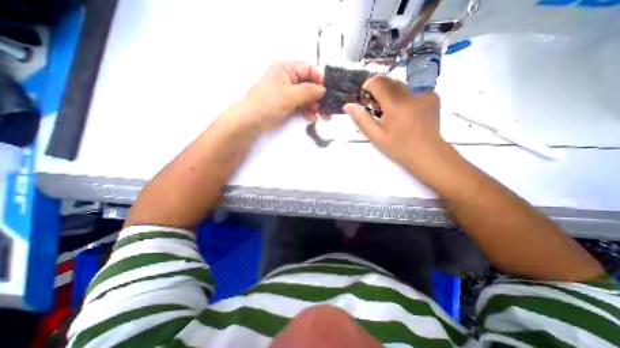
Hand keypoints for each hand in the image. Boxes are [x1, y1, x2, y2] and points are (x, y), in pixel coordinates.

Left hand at [233, 60, 325, 131]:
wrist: (251, 122)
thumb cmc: (267, 104)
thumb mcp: (289, 95)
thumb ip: (308, 91)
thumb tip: (323, 89)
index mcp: (286, 69)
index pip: (308, 69)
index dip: (319, 79)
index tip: (327, 91)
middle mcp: (288, 79)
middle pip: (309, 85)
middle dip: (319, 97)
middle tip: (327, 108)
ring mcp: (288, 93)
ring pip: (307, 97)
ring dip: (315, 106)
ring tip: (323, 116)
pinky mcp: (288, 105)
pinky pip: (302, 106)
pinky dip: (308, 111)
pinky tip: (312, 118)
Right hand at [343, 75, 445, 166]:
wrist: (428, 154)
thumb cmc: (398, 148)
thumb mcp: (375, 136)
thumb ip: (361, 119)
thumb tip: (347, 106)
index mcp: (396, 104)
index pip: (377, 82)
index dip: (368, 88)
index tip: (367, 102)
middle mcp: (412, 93)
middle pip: (389, 80)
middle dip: (379, 91)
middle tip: (379, 110)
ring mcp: (425, 93)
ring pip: (401, 83)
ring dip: (391, 93)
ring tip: (392, 112)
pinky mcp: (432, 96)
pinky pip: (413, 89)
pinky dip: (404, 96)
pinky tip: (406, 112)